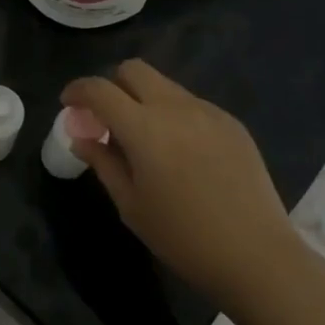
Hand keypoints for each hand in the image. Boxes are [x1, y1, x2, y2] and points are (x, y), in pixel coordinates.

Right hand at [62, 60, 301, 306]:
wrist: (256, 254)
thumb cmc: (183, 237)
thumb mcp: (131, 205)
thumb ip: (104, 163)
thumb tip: (83, 137)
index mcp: (144, 128)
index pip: (100, 89)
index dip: (78, 90)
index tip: (69, 104)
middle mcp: (175, 107)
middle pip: (134, 70)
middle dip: (112, 85)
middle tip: (107, 118)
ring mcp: (208, 111)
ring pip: (165, 86)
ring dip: (144, 100)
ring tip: (147, 140)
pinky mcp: (232, 123)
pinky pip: (192, 104)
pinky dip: (174, 115)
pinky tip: (182, 153)